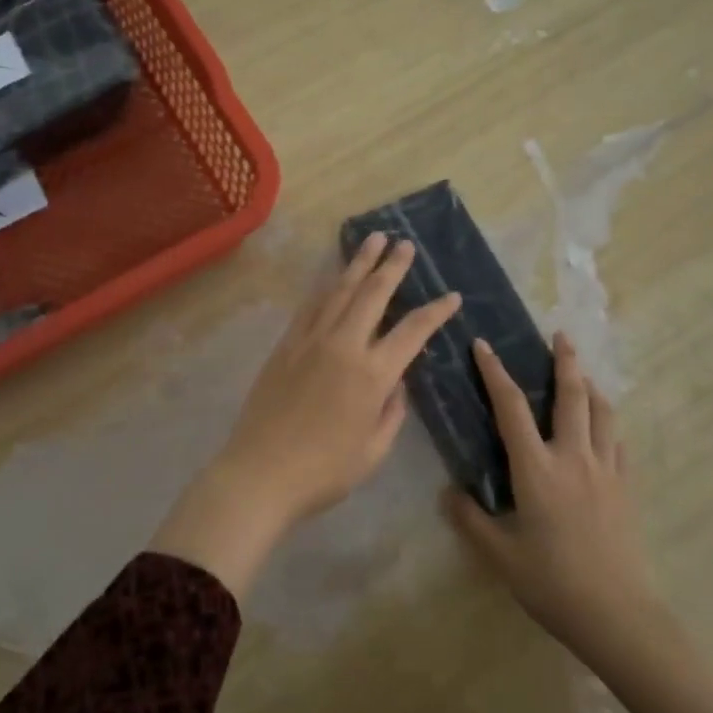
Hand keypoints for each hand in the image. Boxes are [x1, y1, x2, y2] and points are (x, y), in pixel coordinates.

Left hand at [150, 232, 461, 598]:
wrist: (260, 473)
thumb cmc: (324, 471)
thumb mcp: (374, 450)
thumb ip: (392, 411)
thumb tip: (396, 381)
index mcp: (372, 374)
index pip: (412, 331)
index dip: (436, 311)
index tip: (452, 295)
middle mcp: (343, 346)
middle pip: (373, 294)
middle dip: (392, 265)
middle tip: (404, 243)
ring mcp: (310, 340)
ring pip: (339, 290)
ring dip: (359, 263)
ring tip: (373, 239)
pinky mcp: (286, 344)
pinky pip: (311, 305)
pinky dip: (327, 286)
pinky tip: (334, 276)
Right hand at [448, 332, 654, 656]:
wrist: (618, 615)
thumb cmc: (553, 583)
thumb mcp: (500, 555)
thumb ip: (470, 519)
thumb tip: (448, 492)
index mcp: (537, 469)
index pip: (512, 408)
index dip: (495, 373)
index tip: (484, 345)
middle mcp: (573, 458)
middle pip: (571, 396)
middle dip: (565, 361)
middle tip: (560, 335)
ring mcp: (605, 470)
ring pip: (602, 413)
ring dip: (591, 386)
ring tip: (582, 373)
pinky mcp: (626, 488)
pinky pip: (618, 442)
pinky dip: (608, 423)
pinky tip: (603, 426)